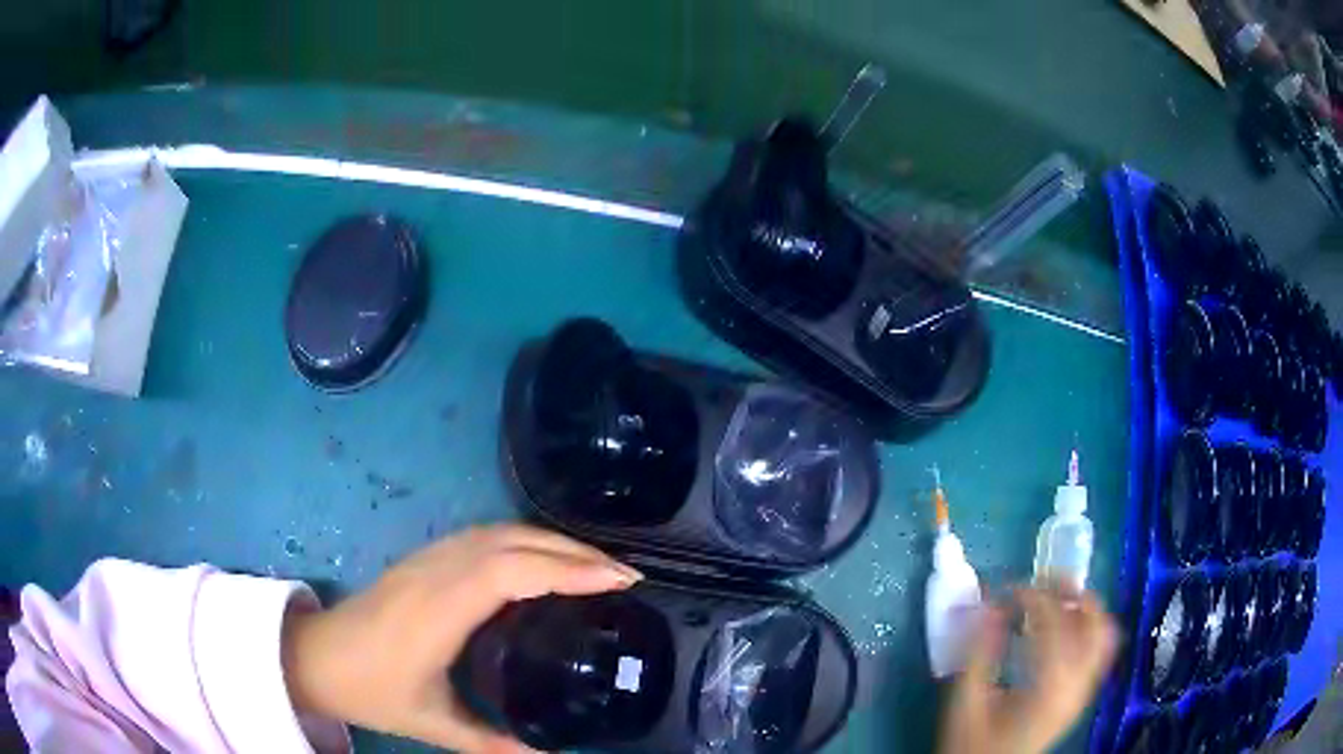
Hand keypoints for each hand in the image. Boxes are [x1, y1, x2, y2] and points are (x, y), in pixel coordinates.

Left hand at [281, 524, 641, 752]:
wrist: (314, 656)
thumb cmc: (370, 690)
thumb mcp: (434, 725)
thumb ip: (494, 744)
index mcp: (438, 612)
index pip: (513, 572)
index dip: (569, 569)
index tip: (620, 580)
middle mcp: (435, 573)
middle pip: (513, 541)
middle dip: (574, 551)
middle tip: (624, 574)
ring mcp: (426, 559)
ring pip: (498, 531)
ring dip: (551, 540)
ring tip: (594, 564)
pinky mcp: (422, 558)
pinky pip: (482, 536)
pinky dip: (524, 540)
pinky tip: (542, 560)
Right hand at [939, 584, 1118, 753]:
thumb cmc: (973, 745)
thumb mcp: (966, 703)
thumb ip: (978, 653)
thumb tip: (988, 605)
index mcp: (1050, 686)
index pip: (1054, 621)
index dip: (1030, 596)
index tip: (1004, 590)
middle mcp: (1078, 683)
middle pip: (1094, 619)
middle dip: (1070, 590)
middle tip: (1040, 581)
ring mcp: (1084, 689)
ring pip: (1103, 632)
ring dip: (1083, 607)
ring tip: (1054, 598)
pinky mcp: (1081, 694)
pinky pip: (1099, 650)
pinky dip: (1087, 628)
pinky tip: (1063, 627)